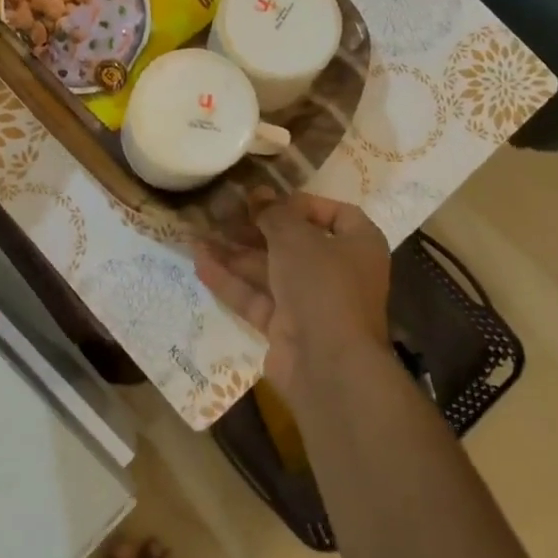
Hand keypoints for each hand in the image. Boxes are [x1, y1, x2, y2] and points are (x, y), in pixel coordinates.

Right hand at [195, 193, 391, 397]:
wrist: (328, 364)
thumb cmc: (322, 284)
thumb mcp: (296, 238)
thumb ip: (273, 213)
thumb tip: (258, 193)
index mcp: (358, 245)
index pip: (335, 214)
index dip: (301, 204)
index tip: (267, 200)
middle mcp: (339, 272)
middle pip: (294, 243)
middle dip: (256, 229)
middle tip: (221, 214)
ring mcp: (311, 303)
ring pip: (270, 271)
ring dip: (235, 254)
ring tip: (198, 236)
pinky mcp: (286, 328)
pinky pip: (256, 298)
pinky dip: (231, 282)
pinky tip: (199, 263)